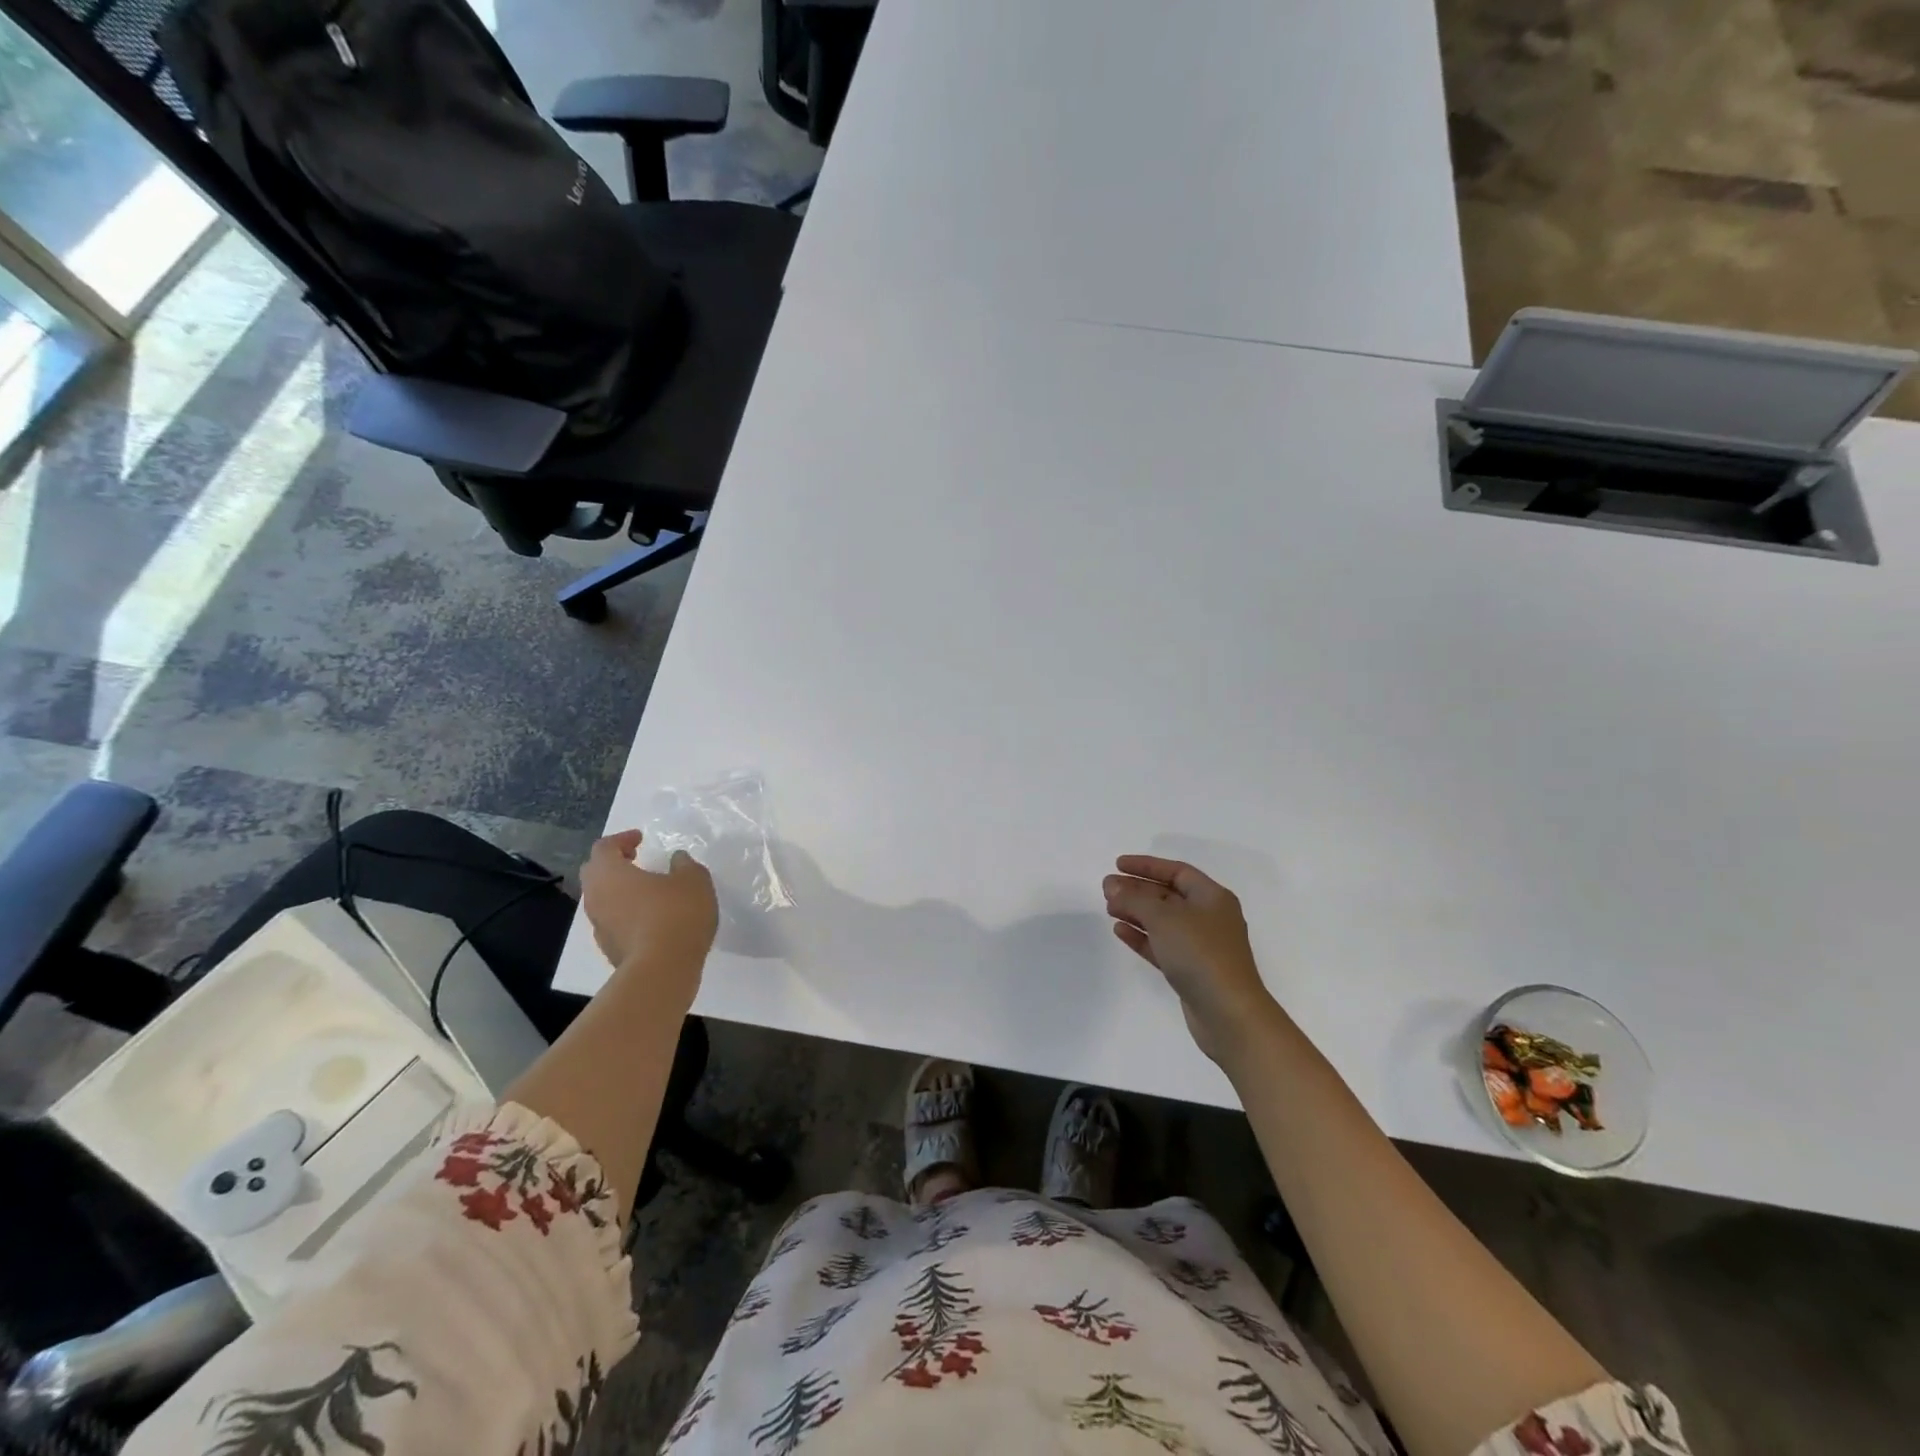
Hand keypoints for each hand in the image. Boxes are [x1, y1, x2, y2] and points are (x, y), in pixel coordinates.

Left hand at [580, 830, 717, 1007]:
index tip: (640, 838)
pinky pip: (612, 922)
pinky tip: (651, 918)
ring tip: (646, 890)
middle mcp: (596, 898)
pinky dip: (626, 913)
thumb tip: (677, 859)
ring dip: (619, 890)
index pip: (603, 847)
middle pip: (595, 873)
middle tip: (635, 859)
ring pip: (602, 900)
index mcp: (610, 874)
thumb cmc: (676, 914)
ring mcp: (599, 927)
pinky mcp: (609, 950)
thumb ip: (684, 864)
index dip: (621, 839)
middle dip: (613, 863)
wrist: (663, 970)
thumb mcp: (693, 880)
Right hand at [1104, 855, 1279, 1064]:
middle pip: (1168, 895)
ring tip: (1109, 908)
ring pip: (1163, 921)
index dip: (1146, 866)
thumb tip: (1112, 885)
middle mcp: (1209, 917)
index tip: (1118, 864)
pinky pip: (1161, 945)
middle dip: (1137, 890)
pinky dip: (1141, 936)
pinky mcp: (1190, 970)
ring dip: (1136, 912)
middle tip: (1106, 888)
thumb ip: (1134, 898)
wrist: (1229, 1013)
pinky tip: (1119, 930)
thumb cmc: (1200, 954)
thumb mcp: (1164, 918)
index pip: (1177, 871)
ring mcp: (1200, 946)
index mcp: (1212, 897)